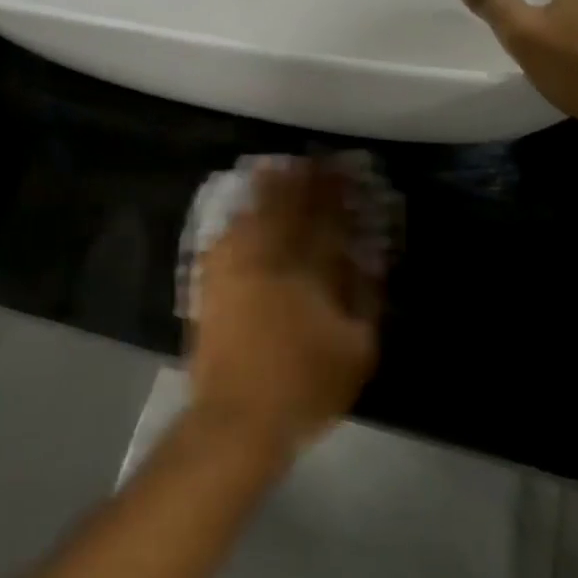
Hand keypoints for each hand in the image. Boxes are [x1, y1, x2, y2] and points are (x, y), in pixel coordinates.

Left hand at [188, 158, 381, 458]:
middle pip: (286, 210)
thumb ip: (363, 302)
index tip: (343, 172)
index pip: (325, 222)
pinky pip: (224, 239)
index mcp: (307, 274)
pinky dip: (237, 219)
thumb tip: (366, 265)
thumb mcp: (355, 351)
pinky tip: (241, 211)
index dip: (335, 195)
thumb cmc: (304, 387)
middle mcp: (269, 262)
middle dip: (300, 182)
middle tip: (309, 160)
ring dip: (265, 191)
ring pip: (252, 218)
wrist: (238, 417)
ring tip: (274, 168)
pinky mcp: (212, 286)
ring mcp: (236, 271)